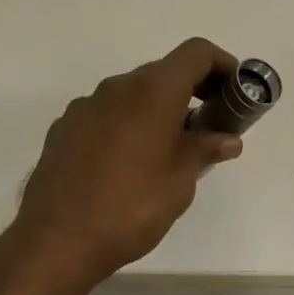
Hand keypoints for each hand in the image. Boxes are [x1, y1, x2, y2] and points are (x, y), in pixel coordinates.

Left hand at [10, 38, 244, 289]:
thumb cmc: (130, 210)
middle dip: (192, 91)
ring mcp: (85, 106)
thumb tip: (226, 139)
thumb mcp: (179, 184)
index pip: (195, 54)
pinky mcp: (64, 128)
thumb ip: (203, 151)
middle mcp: (116, 88)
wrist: (57, 240)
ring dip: (158, 110)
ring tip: (169, 150)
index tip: (236, 91)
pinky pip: (107, 114)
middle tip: (209, 127)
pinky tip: (129, 164)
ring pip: (132, 95)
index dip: (222, 65)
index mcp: (152, 93)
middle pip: (163, 72)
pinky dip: (128, 125)